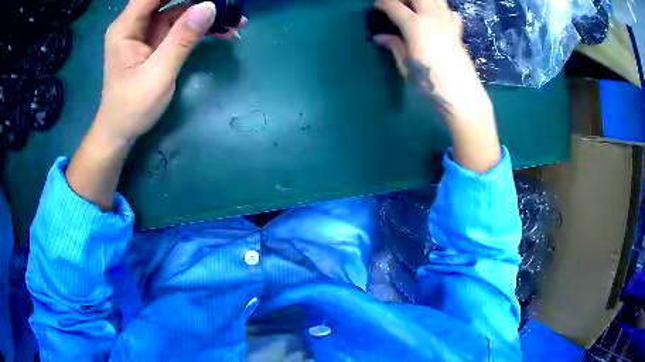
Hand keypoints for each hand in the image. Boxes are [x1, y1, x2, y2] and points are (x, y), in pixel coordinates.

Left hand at [96, 0, 216, 145]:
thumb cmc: (131, 108)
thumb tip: (210, 6)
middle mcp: (135, 24)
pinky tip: (221, 29)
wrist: (121, 132)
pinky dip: (199, 26)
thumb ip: (182, 39)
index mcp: (127, 26)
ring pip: (178, 8)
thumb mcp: (157, 74)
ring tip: (233, 16)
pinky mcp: (156, 42)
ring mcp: (146, 32)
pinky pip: (180, 25)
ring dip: (204, 11)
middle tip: (225, 2)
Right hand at [374, 0, 489, 123]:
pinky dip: (441, 8)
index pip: (394, 5)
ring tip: (415, 7)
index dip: (382, 3)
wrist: (462, 94)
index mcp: (415, 25)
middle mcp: (432, 17)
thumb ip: (395, 46)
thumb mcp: (406, 65)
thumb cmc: (430, 82)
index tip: (377, 7)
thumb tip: (381, 37)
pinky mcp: (458, 30)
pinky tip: (436, 17)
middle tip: (397, 4)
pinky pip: (449, 10)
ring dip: (423, 0)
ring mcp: (447, 22)